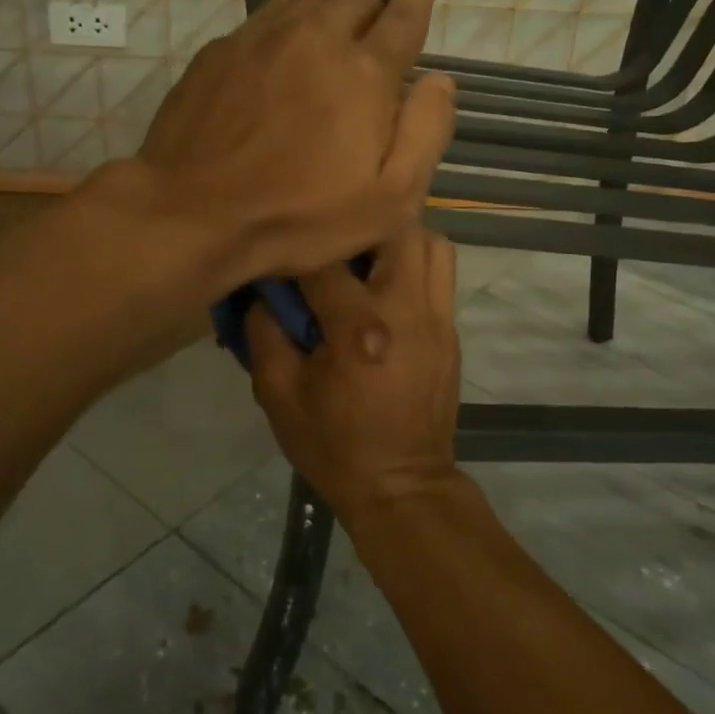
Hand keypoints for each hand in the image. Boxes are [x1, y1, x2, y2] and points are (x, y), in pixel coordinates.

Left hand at [133, 0, 454, 286]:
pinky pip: (266, 11)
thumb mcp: (388, 200)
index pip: (401, 16)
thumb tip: (440, 81)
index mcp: (364, 73)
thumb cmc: (298, 215)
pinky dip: (290, 0)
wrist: (193, 212)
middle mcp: (316, 39)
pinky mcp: (221, 52)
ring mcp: (262, 40)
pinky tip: (290, 6)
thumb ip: (425, 134)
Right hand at [246, 225, 461, 523]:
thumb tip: (263, 292)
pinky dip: (414, 265)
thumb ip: (264, 333)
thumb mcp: (278, 395)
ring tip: (365, 260)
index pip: (324, 262)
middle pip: (396, 229)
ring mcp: (438, 319)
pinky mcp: (451, 332)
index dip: (295, 252)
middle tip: (332, 246)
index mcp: (359, 329)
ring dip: (397, 240)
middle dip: (359, 227)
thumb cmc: (334, 445)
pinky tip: (385, 289)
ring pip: (431, 243)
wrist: (401, 486)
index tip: (279, 257)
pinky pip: (440, 275)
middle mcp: (407, 311)